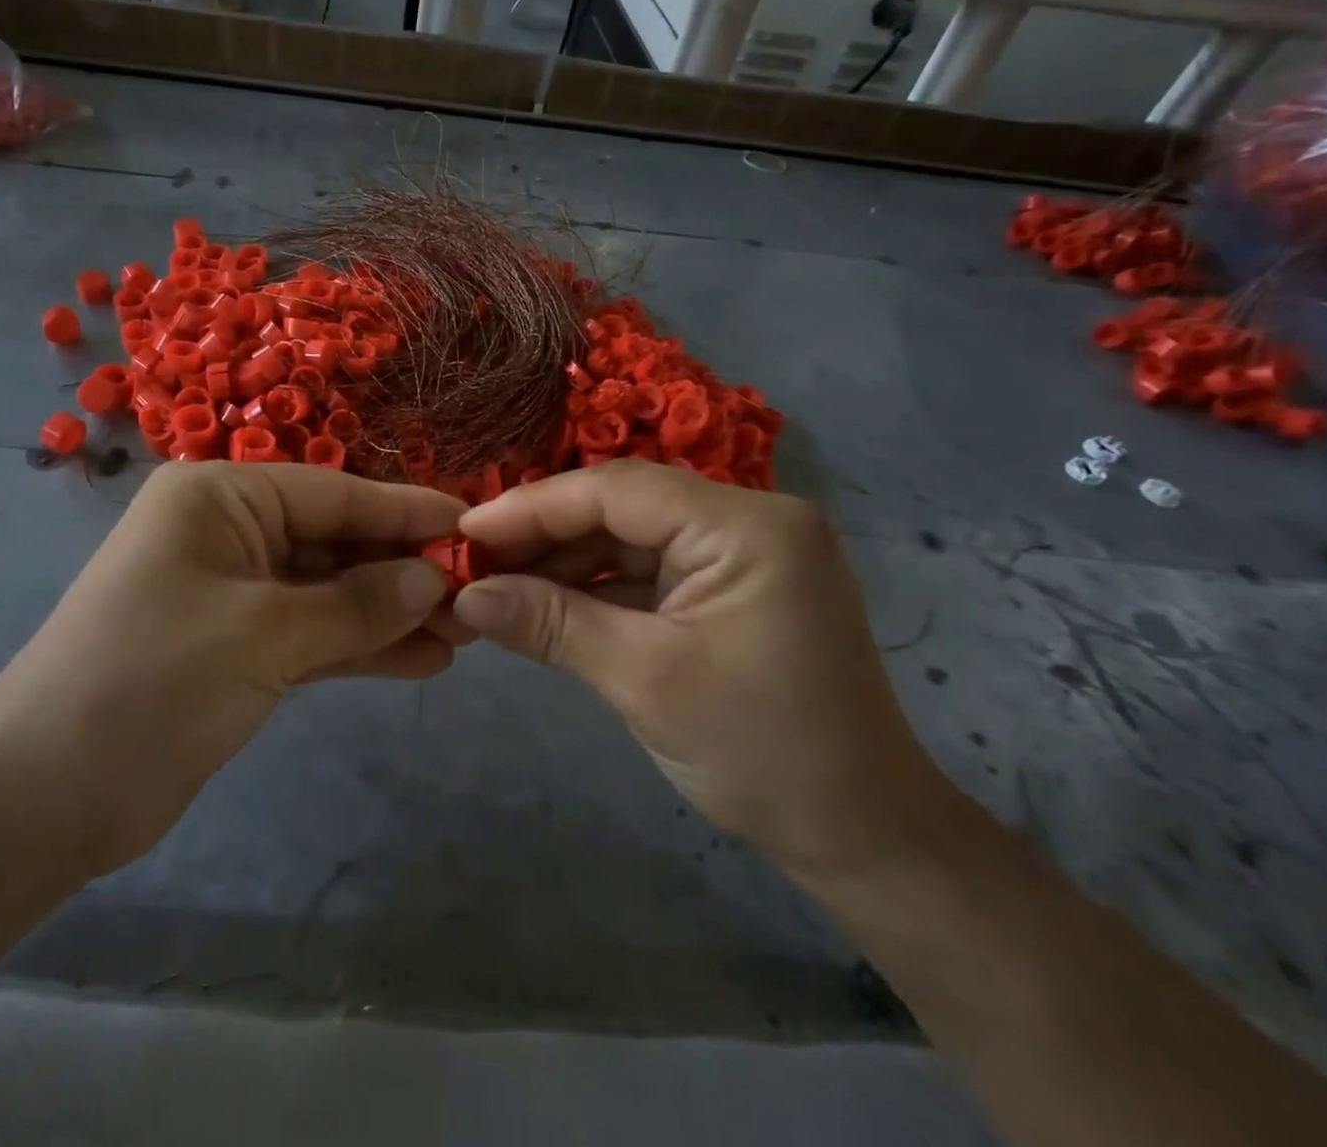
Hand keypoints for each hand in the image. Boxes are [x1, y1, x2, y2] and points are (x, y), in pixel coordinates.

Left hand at [0, 461, 465, 878]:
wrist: (45, 795)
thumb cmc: (151, 682)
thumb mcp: (265, 634)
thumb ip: (356, 604)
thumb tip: (432, 579)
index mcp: (220, 497)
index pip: (334, 492)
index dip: (405, 511)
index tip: (472, 527)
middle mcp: (227, 532)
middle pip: (334, 541)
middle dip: (402, 571)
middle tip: (478, 595)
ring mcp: (232, 592)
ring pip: (329, 592)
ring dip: (389, 614)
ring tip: (463, 635)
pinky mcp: (235, 647)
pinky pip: (311, 634)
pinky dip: (359, 647)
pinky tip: (421, 662)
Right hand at [451, 460, 952, 879]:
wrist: (861, 836)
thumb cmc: (762, 754)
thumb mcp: (644, 681)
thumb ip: (551, 625)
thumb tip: (466, 595)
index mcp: (746, 525)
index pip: (617, 490)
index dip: (533, 507)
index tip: (466, 532)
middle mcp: (747, 520)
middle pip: (621, 507)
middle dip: (544, 536)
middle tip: (474, 565)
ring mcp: (740, 552)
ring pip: (629, 537)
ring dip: (564, 563)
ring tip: (499, 587)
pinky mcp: (730, 585)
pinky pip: (648, 569)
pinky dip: (596, 587)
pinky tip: (546, 604)